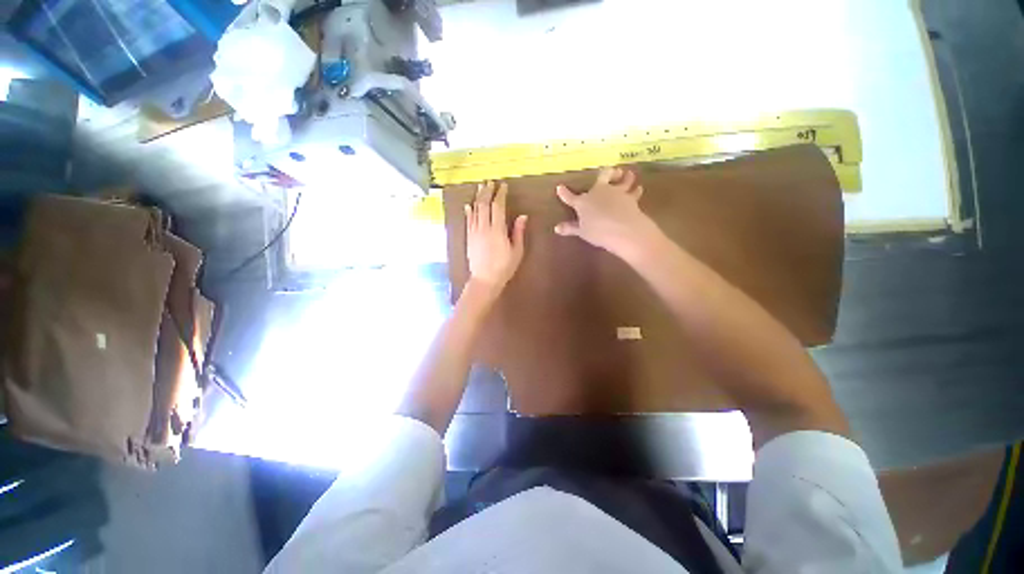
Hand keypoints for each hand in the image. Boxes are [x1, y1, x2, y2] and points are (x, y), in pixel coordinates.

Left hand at [465, 181, 527, 290]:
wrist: (484, 280)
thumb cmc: (504, 267)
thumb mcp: (517, 251)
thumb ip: (518, 232)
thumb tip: (522, 216)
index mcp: (497, 230)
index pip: (497, 206)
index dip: (500, 194)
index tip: (503, 186)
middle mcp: (483, 228)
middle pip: (483, 205)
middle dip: (487, 191)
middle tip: (490, 182)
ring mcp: (474, 232)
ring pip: (474, 210)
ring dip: (477, 197)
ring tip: (480, 187)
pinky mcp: (469, 238)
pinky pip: (468, 221)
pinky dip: (468, 211)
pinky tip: (468, 205)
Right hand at [554, 167, 658, 256]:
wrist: (621, 229)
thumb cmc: (597, 231)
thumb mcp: (582, 232)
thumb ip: (570, 228)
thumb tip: (557, 228)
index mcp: (583, 202)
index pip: (570, 197)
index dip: (564, 193)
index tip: (560, 187)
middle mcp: (599, 192)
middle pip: (603, 176)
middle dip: (607, 173)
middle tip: (612, 172)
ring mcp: (616, 193)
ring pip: (623, 180)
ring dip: (626, 177)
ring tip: (629, 174)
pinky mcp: (631, 197)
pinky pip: (634, 192)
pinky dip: (636, 190)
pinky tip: (638, 189)